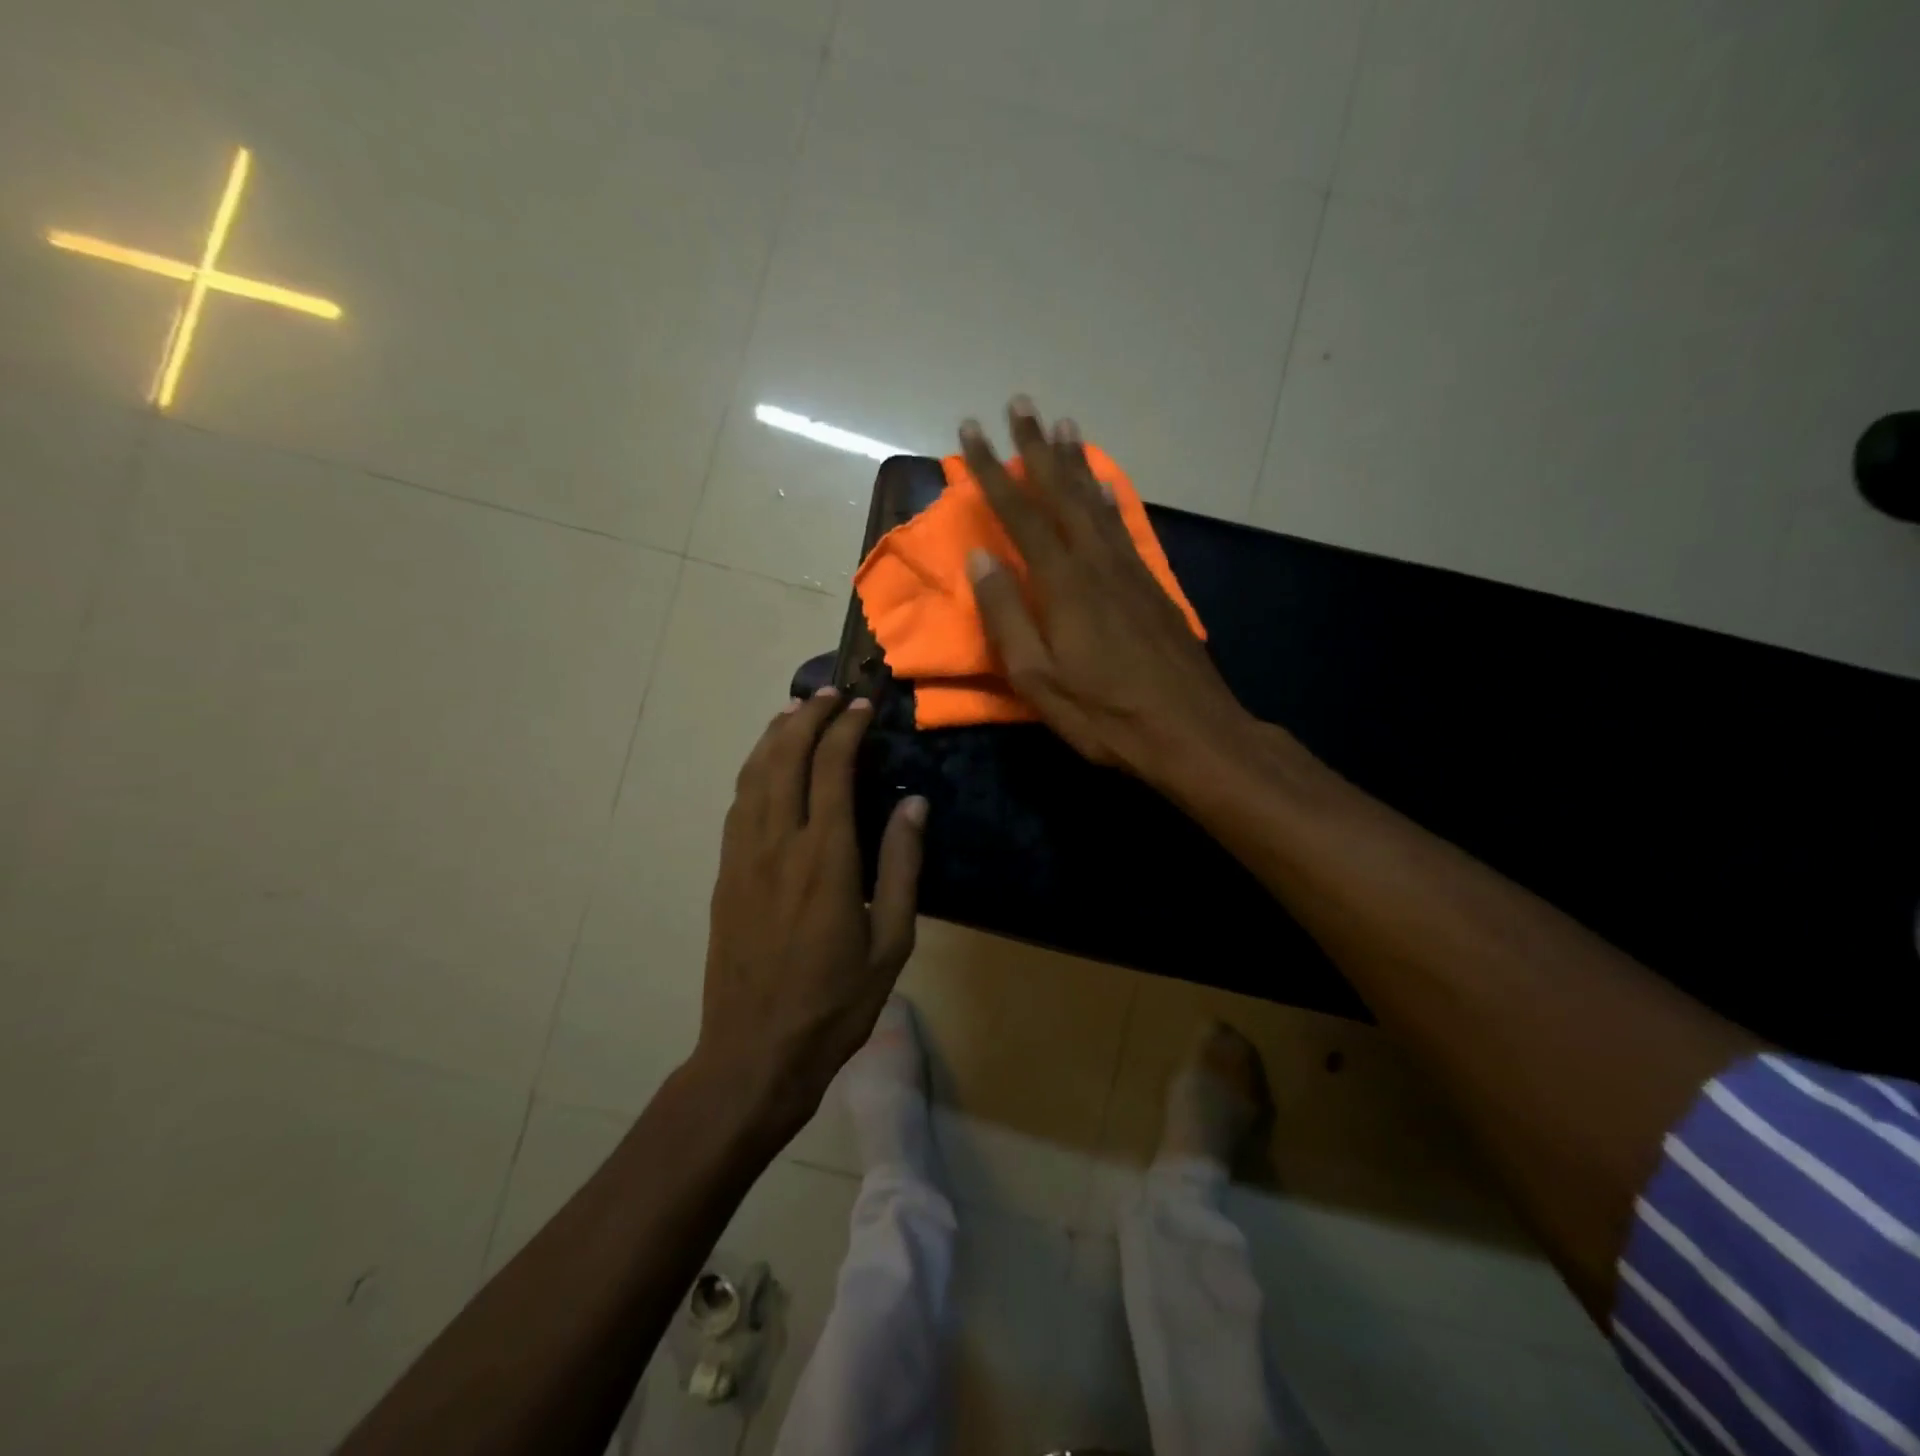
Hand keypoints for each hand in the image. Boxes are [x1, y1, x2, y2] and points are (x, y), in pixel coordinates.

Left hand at [696, 689, 927, 1139]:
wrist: (754, 1052)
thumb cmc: (835, 1003)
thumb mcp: (892, 942)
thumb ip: (902, 866)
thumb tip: (913, 804)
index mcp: (825, 859)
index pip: (832, 770)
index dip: (846, 730)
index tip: (863, 706)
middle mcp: (778, 845)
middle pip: (786, 758)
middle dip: (808, 716)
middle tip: (831, 693)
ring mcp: (743, 857)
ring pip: (754, 775)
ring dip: (774, 735)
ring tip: (796, 710)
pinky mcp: (724, 874)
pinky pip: (737, 804)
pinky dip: (753, 770)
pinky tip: (765, 763)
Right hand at [961, 397, 1254, 783]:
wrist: (1190, 730)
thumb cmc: (1105, 714)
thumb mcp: (1038, 678)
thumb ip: (1008, 615)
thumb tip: (981, 558)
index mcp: (1064, 585)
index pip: (1020, 514)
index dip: (990, 472)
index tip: (969, 433)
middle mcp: (1097, 563)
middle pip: (1061, 494)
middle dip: (1036, 448)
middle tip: (1021, 404)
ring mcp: (1129, 572)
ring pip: (1095, 503)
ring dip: (1074, 463)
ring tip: (1062, 426)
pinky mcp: (1151, 587)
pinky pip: (1121, 527)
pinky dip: (1107, 498)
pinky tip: (1102, 486)